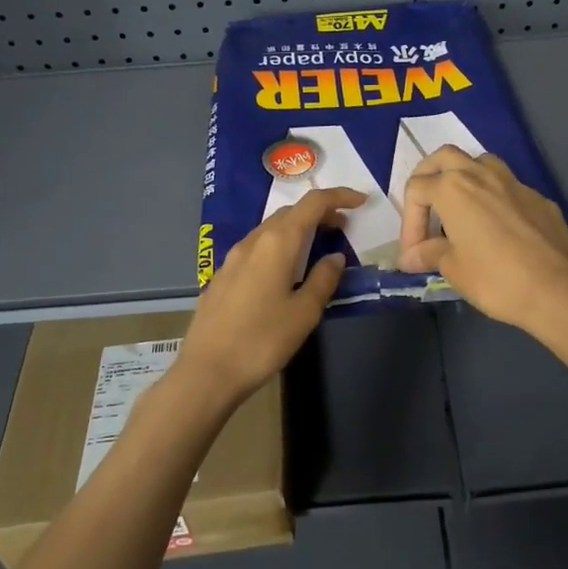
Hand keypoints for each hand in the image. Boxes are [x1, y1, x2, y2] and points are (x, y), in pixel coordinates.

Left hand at [175, 187, 364, 408]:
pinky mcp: (222, 276)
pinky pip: (256, 248)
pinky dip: (278, 246)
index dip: (339, 197)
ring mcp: (233, 258)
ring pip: (270, 229)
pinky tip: (284, 271)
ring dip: (297, 229)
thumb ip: (323, 279)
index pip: (312, 204)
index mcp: (278, 243)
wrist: (207, 371)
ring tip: (317, 247)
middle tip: (343, 228)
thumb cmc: (262, 341)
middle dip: (319, 213)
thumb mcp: (304, 313)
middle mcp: (253, 241)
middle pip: (290, 212)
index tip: (360, 202)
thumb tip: (335, 257)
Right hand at [398, 148, 567, 333]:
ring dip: (464, 177)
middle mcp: (481, 174)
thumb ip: (429, 254)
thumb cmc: (495, 278)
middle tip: (426, 207)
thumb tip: (411, 256)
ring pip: (480, 162)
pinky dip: (494, 199)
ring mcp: (514, 182)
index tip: (414, 254)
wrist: (556, 289)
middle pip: (445, 158)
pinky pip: (508, 187)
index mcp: (453, 188)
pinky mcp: (538, 198)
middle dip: (429, 177)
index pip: (416, 190)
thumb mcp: (453, 268)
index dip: (408, 222)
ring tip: (460, 208)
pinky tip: (497, 228)